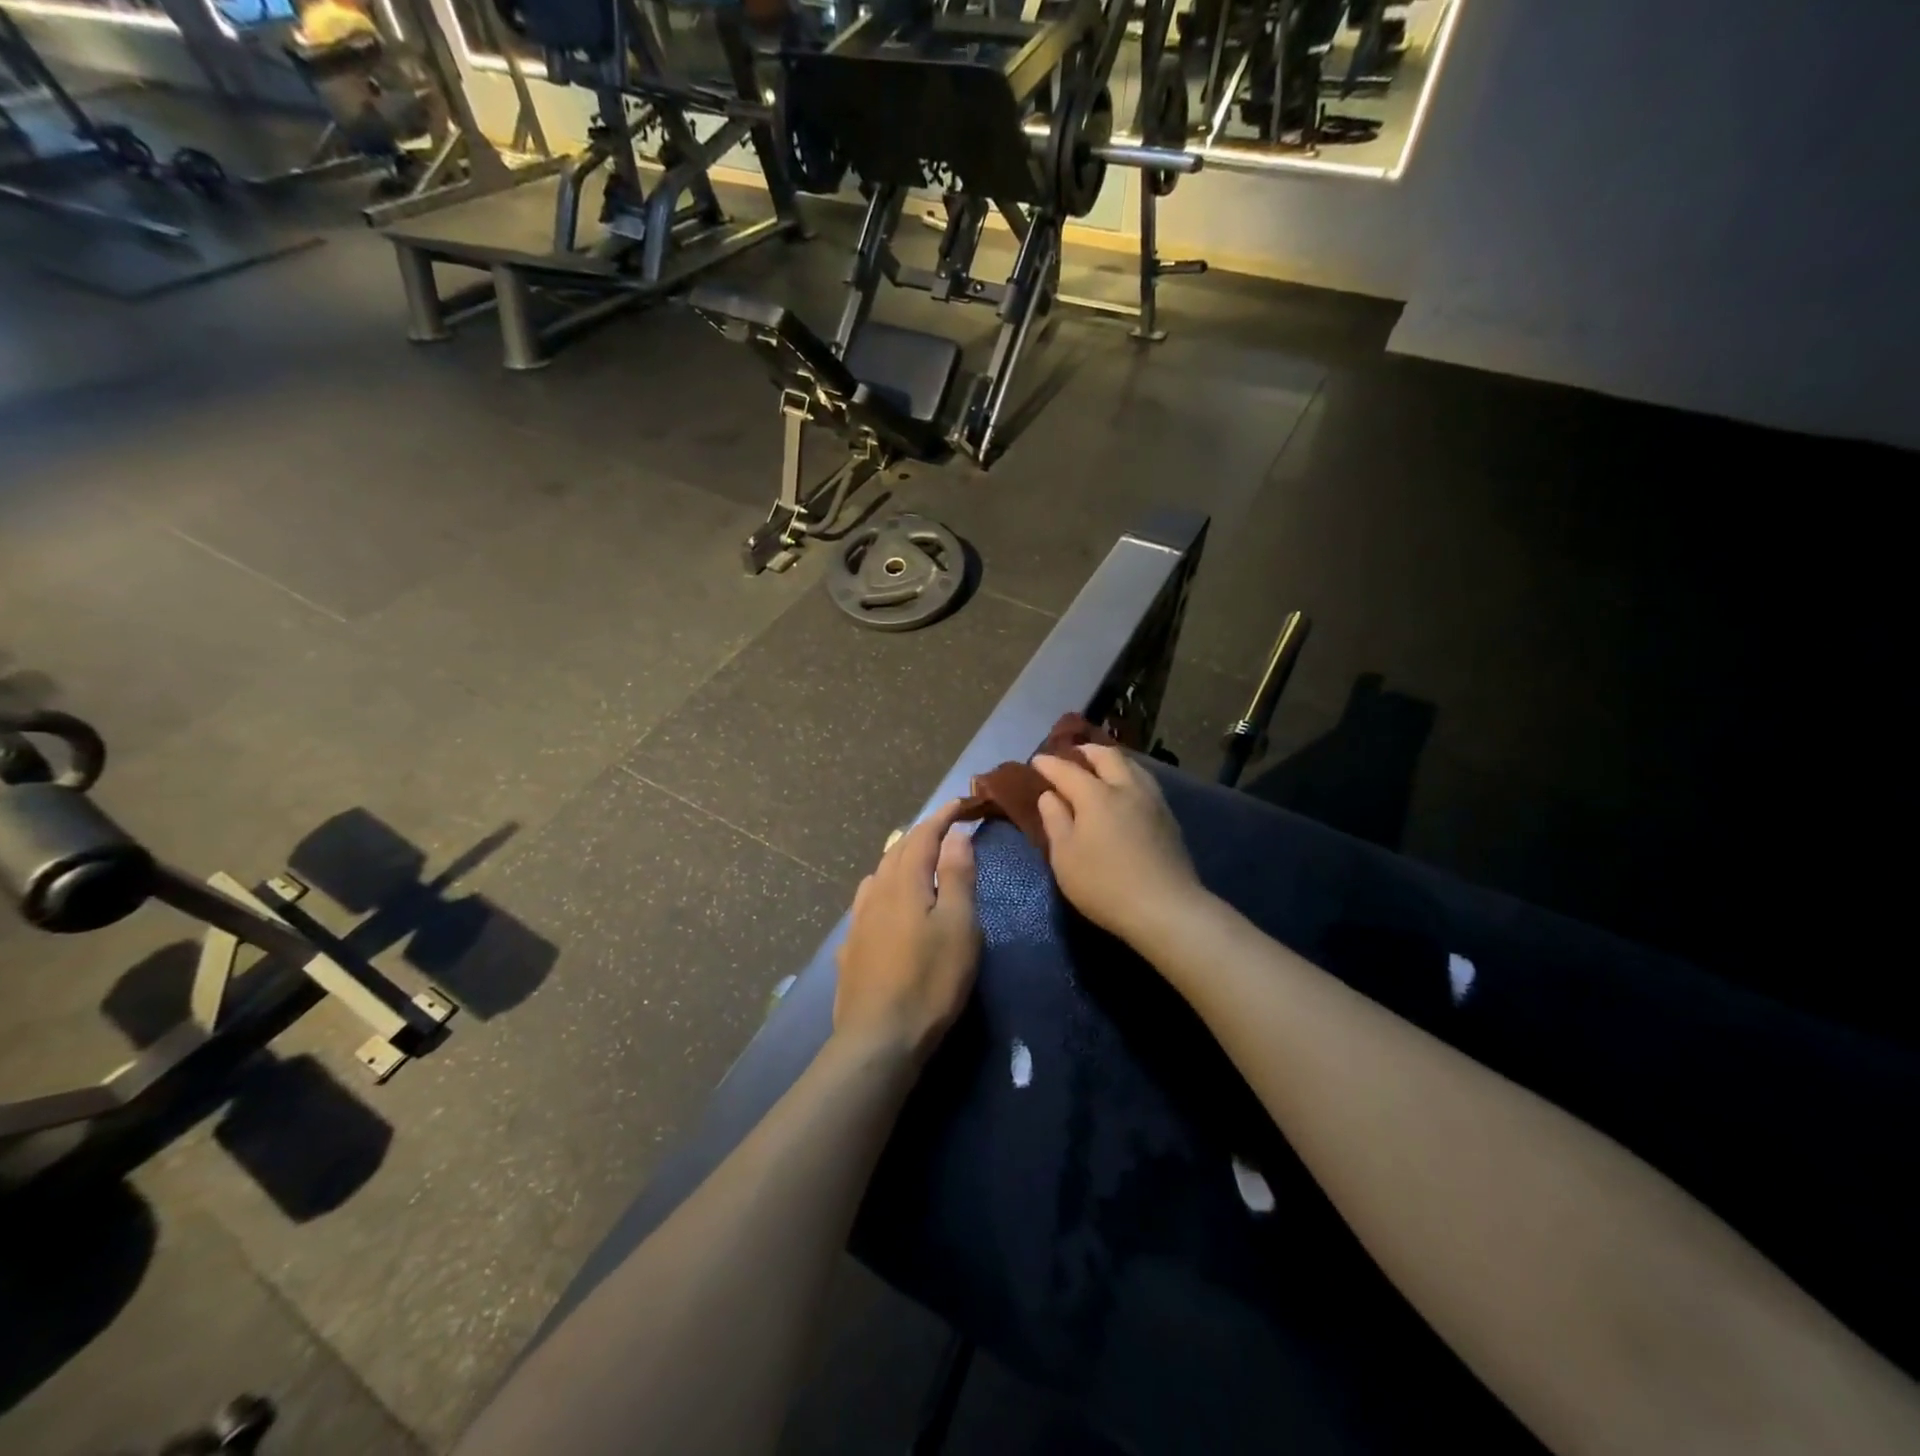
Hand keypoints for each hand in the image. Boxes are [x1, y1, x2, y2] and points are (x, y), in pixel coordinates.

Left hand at [835, 800, 980, 1064]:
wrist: (878, 1038)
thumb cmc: (930, 980)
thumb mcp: (959, 926)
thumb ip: (957, 876)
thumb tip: (954, 835)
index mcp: (905, 882)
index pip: (923, 835)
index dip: (942, 817)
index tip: (961, 804)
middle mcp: (876, 893)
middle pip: (896, 850)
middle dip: (921, 833)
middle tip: (944, 827)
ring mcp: (858, 921)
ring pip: (878, 874)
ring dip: (899, 858)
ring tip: (917, 859)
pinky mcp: (850, 947)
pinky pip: (867, 901)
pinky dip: (884, 887)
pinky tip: (885, 903)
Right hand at [1032, 745, 1204, 948]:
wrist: (1166, 908)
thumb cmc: (1104, 884)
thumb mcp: (1065, 857)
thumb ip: (1055, 821)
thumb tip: (1050, 796)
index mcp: (1096, 795)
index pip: (1067, 770)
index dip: (1050, 764)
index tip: (1037, 760)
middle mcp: (1126, 788)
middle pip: (1107, 757)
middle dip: (1086, 751)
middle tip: (1073, 754)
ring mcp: (1152, 801)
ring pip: (1132, 766)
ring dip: (1112, 761)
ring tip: (1101, 767)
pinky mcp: (1168, 818)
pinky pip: (1145, 782)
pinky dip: (1129, 776)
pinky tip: (1126, 790)